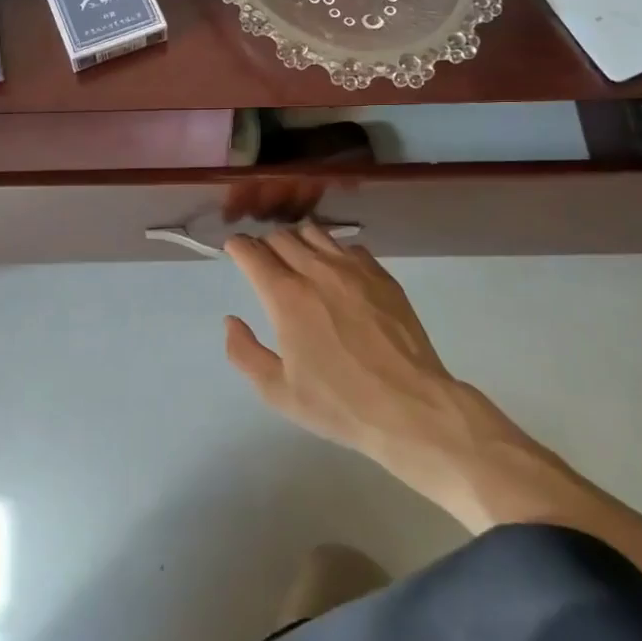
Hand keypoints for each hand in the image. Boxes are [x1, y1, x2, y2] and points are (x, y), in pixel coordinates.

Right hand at [223, 223, 461, 457]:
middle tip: (263, 261)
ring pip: (314, 233)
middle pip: (281, 236)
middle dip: (264, 243)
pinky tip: (336, 273)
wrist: (410, 407)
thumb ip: (244, 353)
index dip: (238, 247)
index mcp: (286, 297)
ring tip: (297, 260)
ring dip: (297, 241)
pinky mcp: (381, 275)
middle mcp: (317, 271)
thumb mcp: (278, 392)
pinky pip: (348, 247)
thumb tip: (231, 321)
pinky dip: (332, 252)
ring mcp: (353, 269)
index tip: (234, 251)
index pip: (252, 252)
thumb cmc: (339, 404)